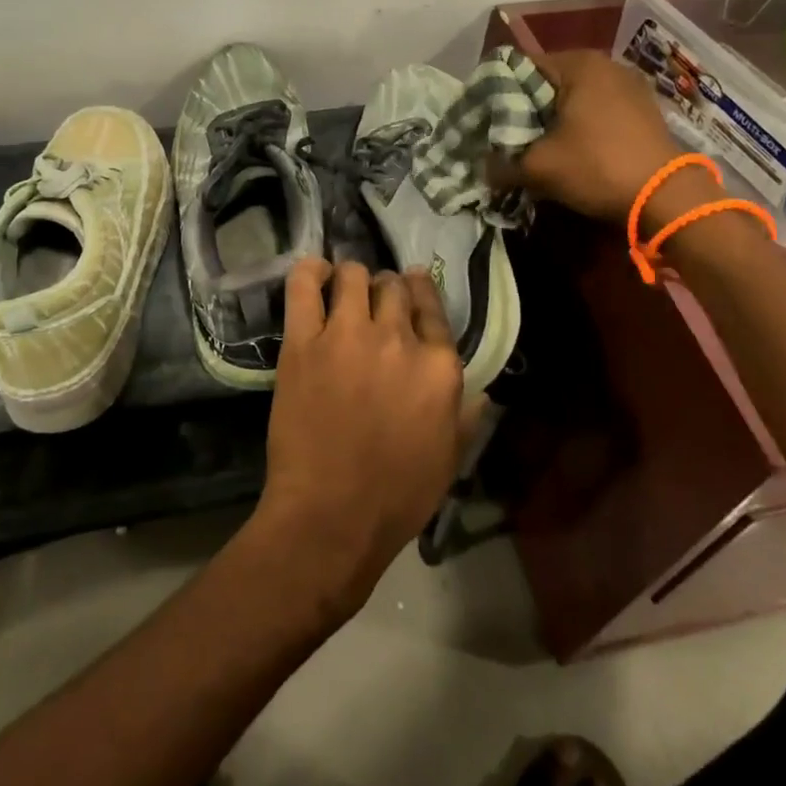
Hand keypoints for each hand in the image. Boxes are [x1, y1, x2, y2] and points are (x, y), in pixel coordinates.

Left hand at [253, 259, 465, 618]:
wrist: (331, 515)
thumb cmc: (397, 496)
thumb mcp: (449, 459)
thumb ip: (466, 416)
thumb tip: (481, 392)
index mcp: (439, 366)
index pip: (432, 308)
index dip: (420, 291)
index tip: (411, 284)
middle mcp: (399, 339)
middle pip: (394, 288)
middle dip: (386, 290)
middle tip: (372, 302)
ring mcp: (349, 335)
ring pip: (354, 276)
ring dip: (351, 279)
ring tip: (342, 290)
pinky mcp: (304, 341)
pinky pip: (306, 285)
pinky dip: (310, 271)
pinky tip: (314, 274)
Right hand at [493, 49, 719, 228]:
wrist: (667, 197)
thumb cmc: (597, 167)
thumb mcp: (538, 168)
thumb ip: (501, 164)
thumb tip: (482, 169)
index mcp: (578, 64)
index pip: (520, 68)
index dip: (497, 95)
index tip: (486, 121)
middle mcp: (606, 65)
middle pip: (548, 82)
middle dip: (527, 109)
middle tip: (507, 136)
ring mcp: (630, 85)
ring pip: (574, 97)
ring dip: (554, 118)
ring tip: (537, 145)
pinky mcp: (644, 109)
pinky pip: (598, 110)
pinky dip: (580, 125)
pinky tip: (572, 149)